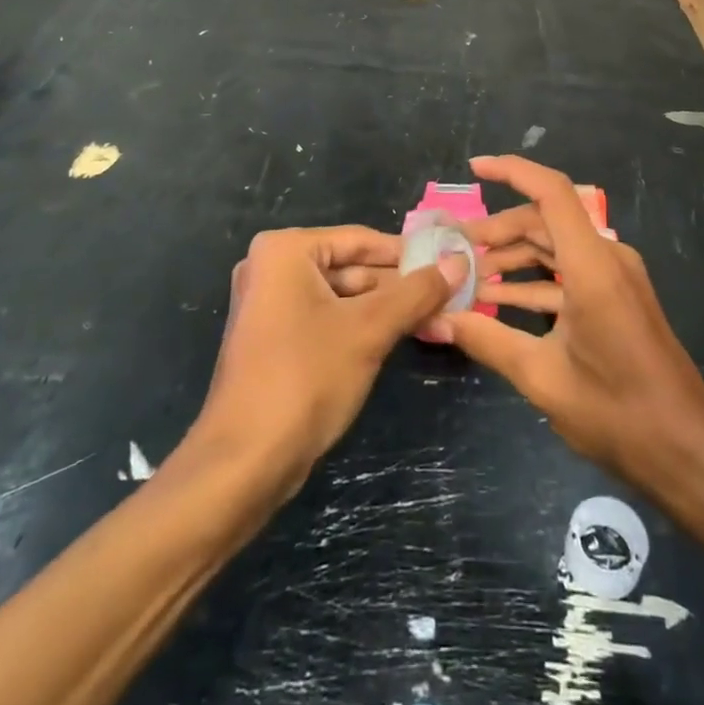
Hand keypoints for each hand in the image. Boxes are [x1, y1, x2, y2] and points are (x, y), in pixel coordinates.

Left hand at [190, 226, 467, 494]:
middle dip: (399, 285)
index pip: (361, 240)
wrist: (243, 464)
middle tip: (450, 294)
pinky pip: (328, 319)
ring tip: (437, 317)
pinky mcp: (275, 341)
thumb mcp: (370, 329)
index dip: (409, 253)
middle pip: (352, 267)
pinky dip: (362, 327)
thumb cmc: (305, 378)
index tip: (451, 261)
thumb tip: (460, 261)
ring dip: (386, 308)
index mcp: (285, 251)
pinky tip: (402, 336)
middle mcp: (272, 269)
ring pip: (343, 296)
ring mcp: (271, 307)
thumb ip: (417, 292)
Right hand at [433, 156, 703, 499]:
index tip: (475, 167)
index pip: (552, 193)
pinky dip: (536, 281)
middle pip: (547, 220)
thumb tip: (436, 318)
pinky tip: (501, 300)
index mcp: (592, 266)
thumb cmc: (617, 413)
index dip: (512, 171)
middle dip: (499, 229)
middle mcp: (607, 259)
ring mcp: (617, 278)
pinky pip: (571, 273)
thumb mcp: (541, 378)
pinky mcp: (619, 298)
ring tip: (470, 275)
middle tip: (455, 248)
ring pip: (557, 247)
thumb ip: (486, 339)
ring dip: (514, 257)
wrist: (687, 452)